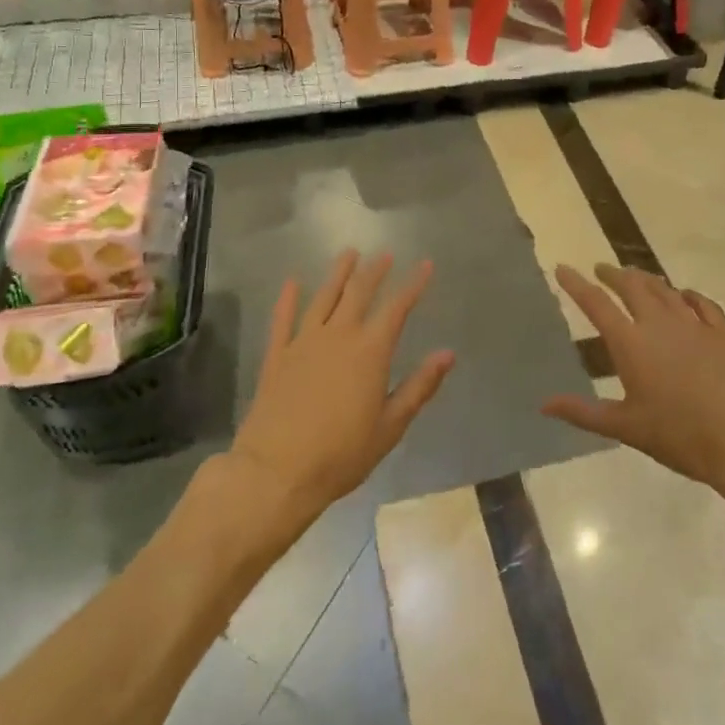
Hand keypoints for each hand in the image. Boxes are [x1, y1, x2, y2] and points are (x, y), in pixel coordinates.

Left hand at [228, 251, 454, 529]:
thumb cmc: (341, 454)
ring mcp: (303, 342)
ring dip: (338, 273)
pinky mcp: (277, 356)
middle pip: (358, 293)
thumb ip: (419, 387)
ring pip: (323, 297)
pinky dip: (288, 298)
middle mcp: (338, 336)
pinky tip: (292, 282)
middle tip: (384, 254)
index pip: (396, 308)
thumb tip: (447, 354)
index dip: (413, 285)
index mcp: (369, 352)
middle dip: (374, 271)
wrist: (277, 472)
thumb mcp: (390, 426)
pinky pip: (282, 319)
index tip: (425, 264)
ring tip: (348, 253)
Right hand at [541, 264, 724, 516]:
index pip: (596, 304)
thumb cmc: (680, 435)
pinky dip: (687, 295)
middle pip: (632, 286)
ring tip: (635, 275)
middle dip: (613, 274)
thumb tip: (544, 404)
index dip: (576, 284)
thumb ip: (584, 412)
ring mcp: (694, 325)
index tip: (562, 268)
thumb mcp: (626, 428)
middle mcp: (659, 323)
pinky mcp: (722, 334)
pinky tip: (684, 295)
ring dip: (646, 279)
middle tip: (601, 269)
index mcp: (631, 343)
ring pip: (665, 289)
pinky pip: (701, 303)